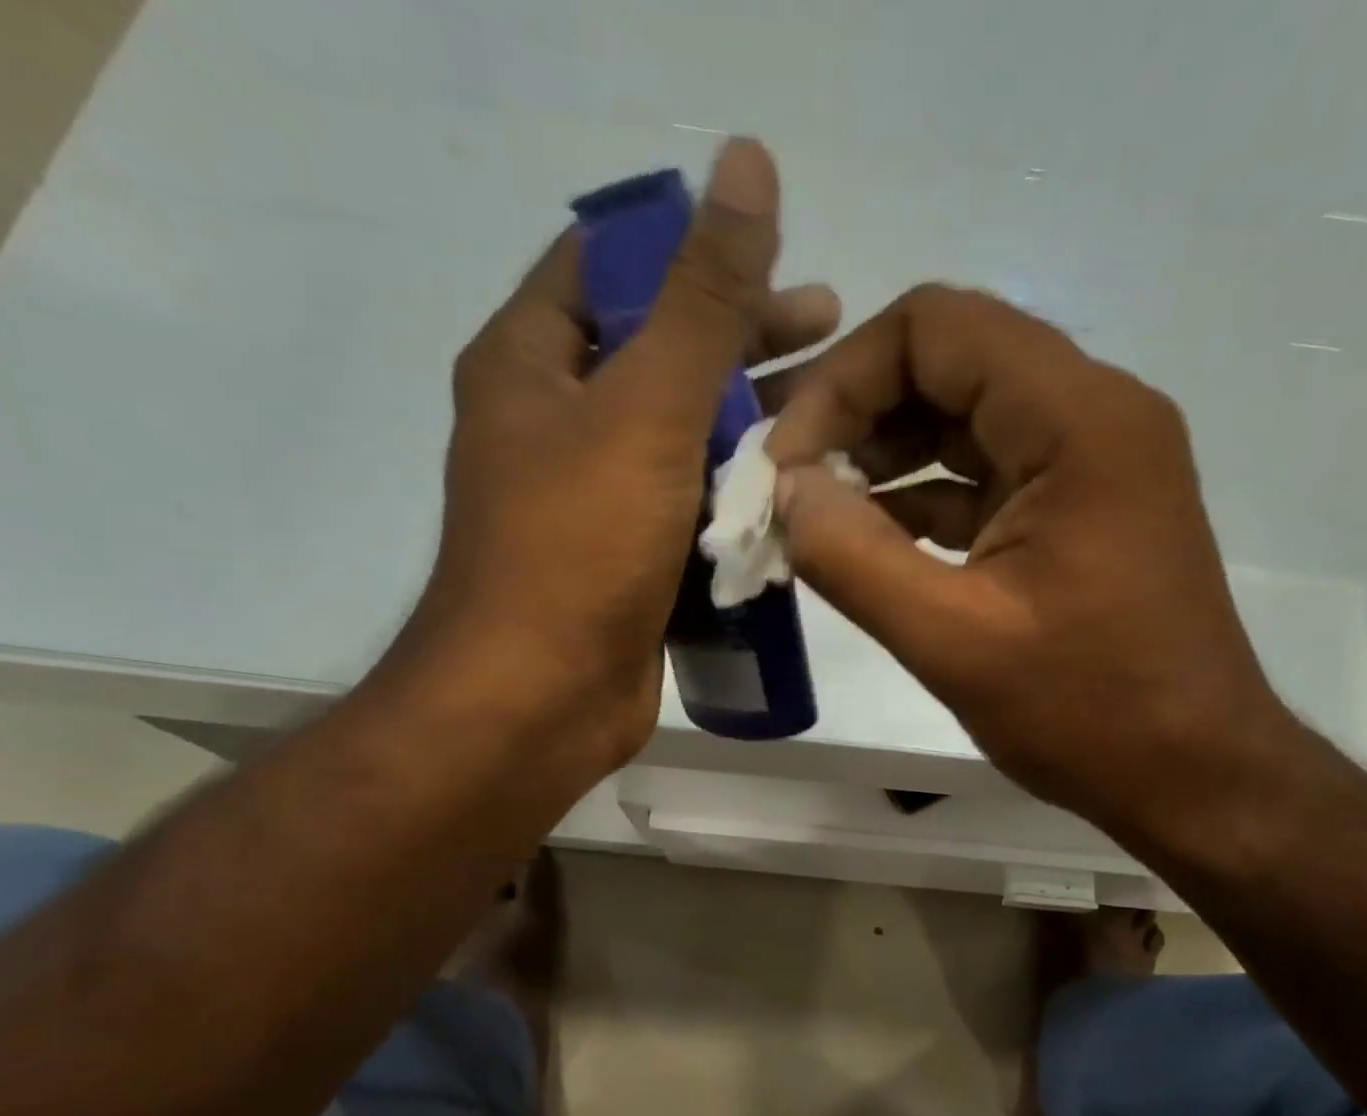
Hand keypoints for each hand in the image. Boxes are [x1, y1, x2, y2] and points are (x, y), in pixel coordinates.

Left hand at [405, 138, 838, 777]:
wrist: (539, 700)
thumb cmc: (579, 546)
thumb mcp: (647, 408)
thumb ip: (703, 298)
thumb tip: (746, 164)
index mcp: (532, 364)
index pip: (611, 266)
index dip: (689, 248)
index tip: (774, 253)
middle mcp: (554, 424)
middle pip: (658, 354)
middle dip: (743, 341)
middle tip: (831, 330)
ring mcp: (592, 499)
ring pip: (682, 438)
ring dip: (751, 426)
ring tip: (834, 418)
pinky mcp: (626, 562)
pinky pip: (688, 509)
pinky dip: (736, 497)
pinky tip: (798, 495)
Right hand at [767, 285, 1301, 850]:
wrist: (1194, 774)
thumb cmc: (1088, 712)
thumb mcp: (952, 641)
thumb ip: (853, 558)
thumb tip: (784, 490)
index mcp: (1077, 420)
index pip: (936, 328)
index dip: (843, 379)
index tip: (787, 459)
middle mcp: (1094, 415)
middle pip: (951, 362)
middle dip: (857, 413)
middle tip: (789, 482)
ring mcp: (1092, 462)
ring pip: (965, 418)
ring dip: (885, 455)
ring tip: (815, 512)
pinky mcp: (1080, 509)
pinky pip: (987, 474)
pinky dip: (923, 497)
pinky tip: (869, 539)